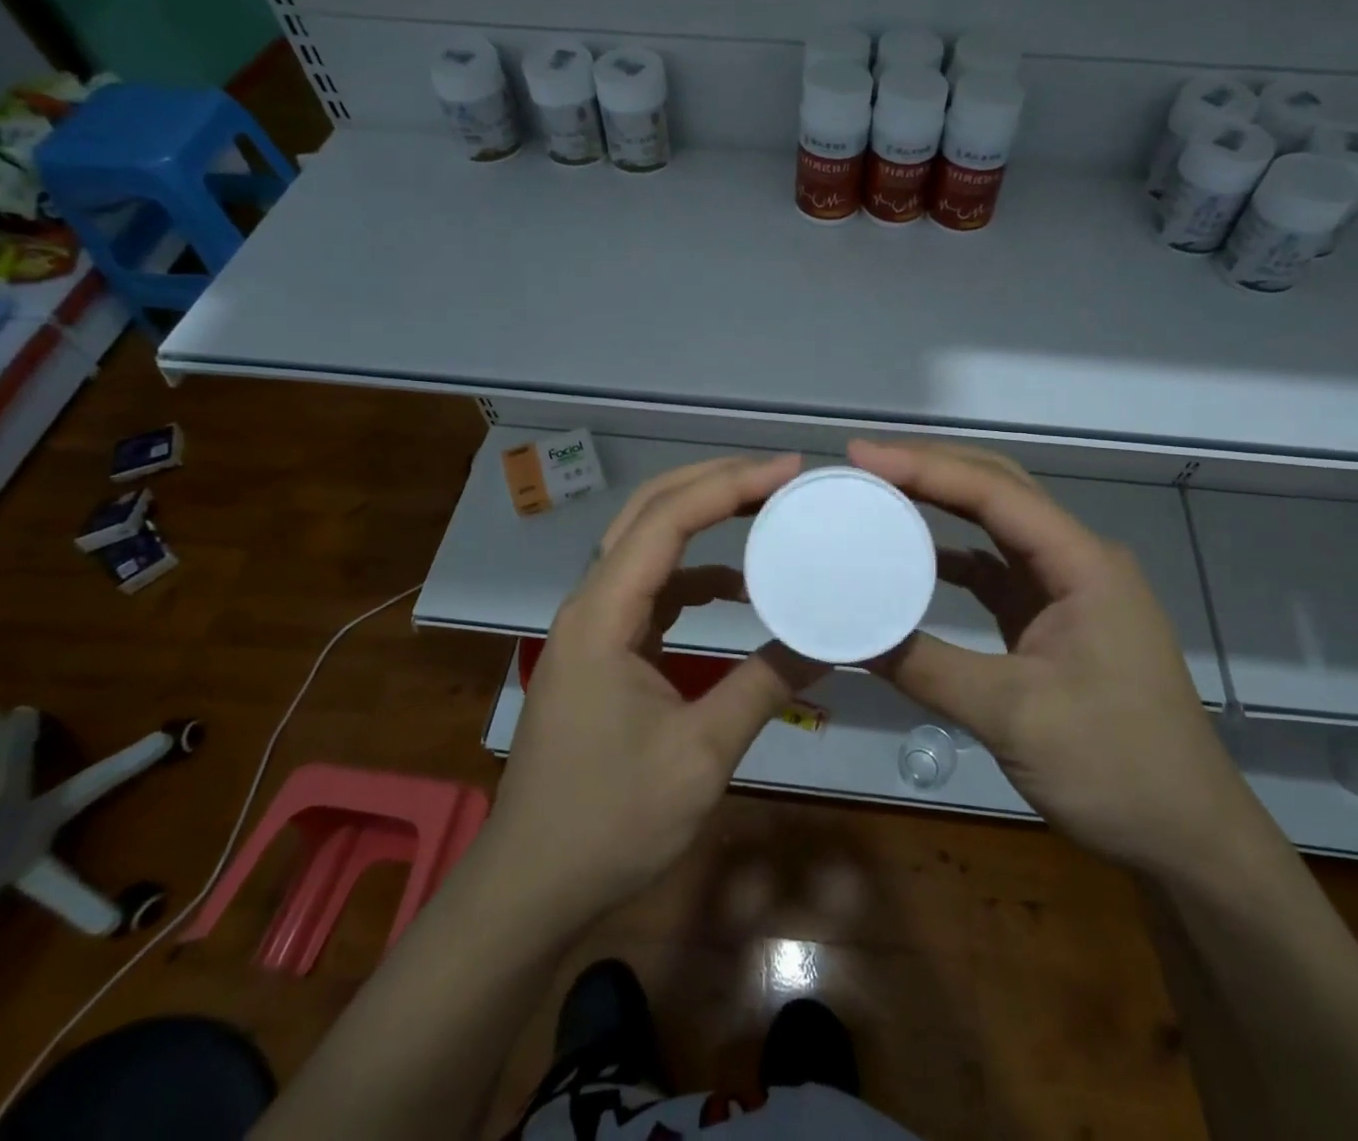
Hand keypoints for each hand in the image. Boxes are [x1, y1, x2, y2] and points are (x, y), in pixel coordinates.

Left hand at [481, 453, 804, 927]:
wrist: (531, 886)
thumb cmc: (609, 821)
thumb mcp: (699, 755)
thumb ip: (763, 687)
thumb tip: (827, 642)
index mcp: (602, 616)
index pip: (666, 522)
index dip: (727, 486)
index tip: (786, 471)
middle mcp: (591, 605)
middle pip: (647, 513)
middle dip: (711, 482)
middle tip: (775, 474)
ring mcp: (593, 626)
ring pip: (646, 545)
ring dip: (701, 520)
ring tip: (762, 510)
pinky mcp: (602, 650)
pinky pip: (651, 589)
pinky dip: (695, 575)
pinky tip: (737, 589)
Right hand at [850, 439, 1249, 878]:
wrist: (1187, 836)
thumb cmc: (1116, 768)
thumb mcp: (1013, 715)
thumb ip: (927, 667)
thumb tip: (851, 635)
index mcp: (1082, 564)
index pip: (993, 492)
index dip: (924, 467)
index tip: (861, 455)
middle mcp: (1077, 561)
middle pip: (999, 490)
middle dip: (933, 468)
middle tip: (866, 463)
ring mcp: (1067, 590)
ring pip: (997, 524)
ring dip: (942, 503)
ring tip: (882, 493)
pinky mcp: (1054, 620)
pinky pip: (996, 570)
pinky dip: (953, 558)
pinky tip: (914, 560)